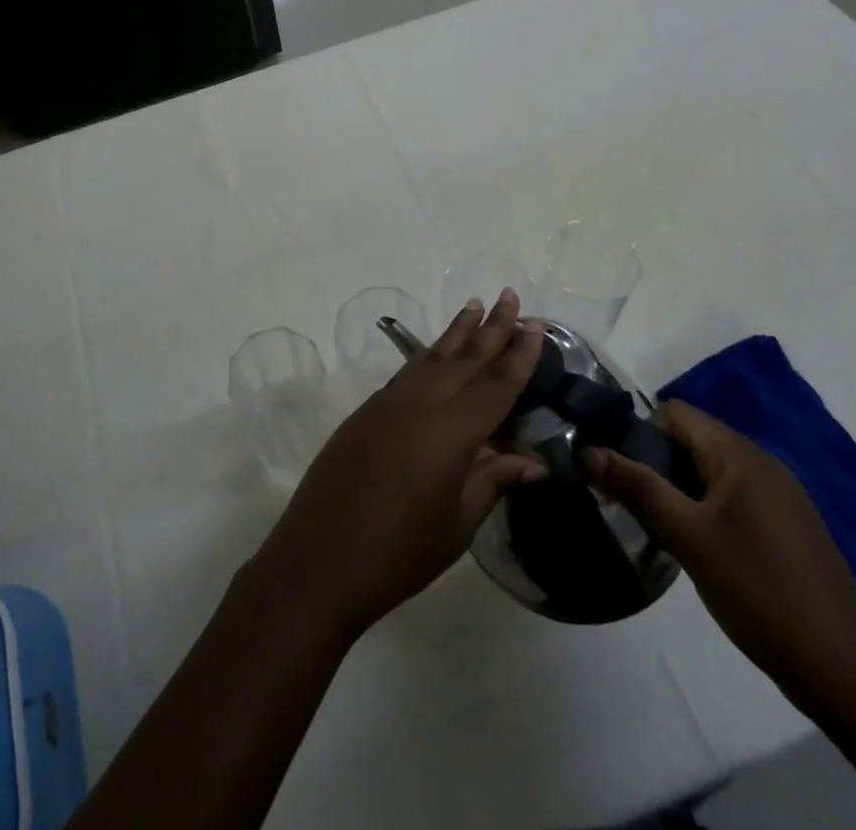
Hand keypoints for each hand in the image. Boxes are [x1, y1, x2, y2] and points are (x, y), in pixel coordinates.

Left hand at [248, 290, 546, 640]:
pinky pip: (407, 373)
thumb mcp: (457, 523)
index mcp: (452, 431)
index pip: (496, 384)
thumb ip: (493, 481)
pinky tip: (435, 353)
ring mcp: (388, 403)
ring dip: (456, 331)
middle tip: (509, 295)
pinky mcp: (366, 411)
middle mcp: (421, 404)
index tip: (536, 324)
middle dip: (491, 327)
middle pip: (464, 358)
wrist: (319, 558)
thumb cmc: (400, 552)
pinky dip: (427, 355)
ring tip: (475, 306)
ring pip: (431, 357)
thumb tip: (534, 461)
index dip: (519, 354)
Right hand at [583, 401, 855, 706]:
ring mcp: (779, 496)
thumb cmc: (759, 591)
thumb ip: (635, 487)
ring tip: (660, 530)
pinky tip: (699, 550)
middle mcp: (761, 463)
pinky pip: (732, 497)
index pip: (674, 412)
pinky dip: (705, 510)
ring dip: (678, 491)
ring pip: (709, 471)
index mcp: (739, 454)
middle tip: (633, 505)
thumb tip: (585, 450)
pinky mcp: (787, 526)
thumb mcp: (687, 536)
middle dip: (655, 465)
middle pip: (690, 439)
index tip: (620, 473)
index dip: (639, 433)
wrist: (846, 673)